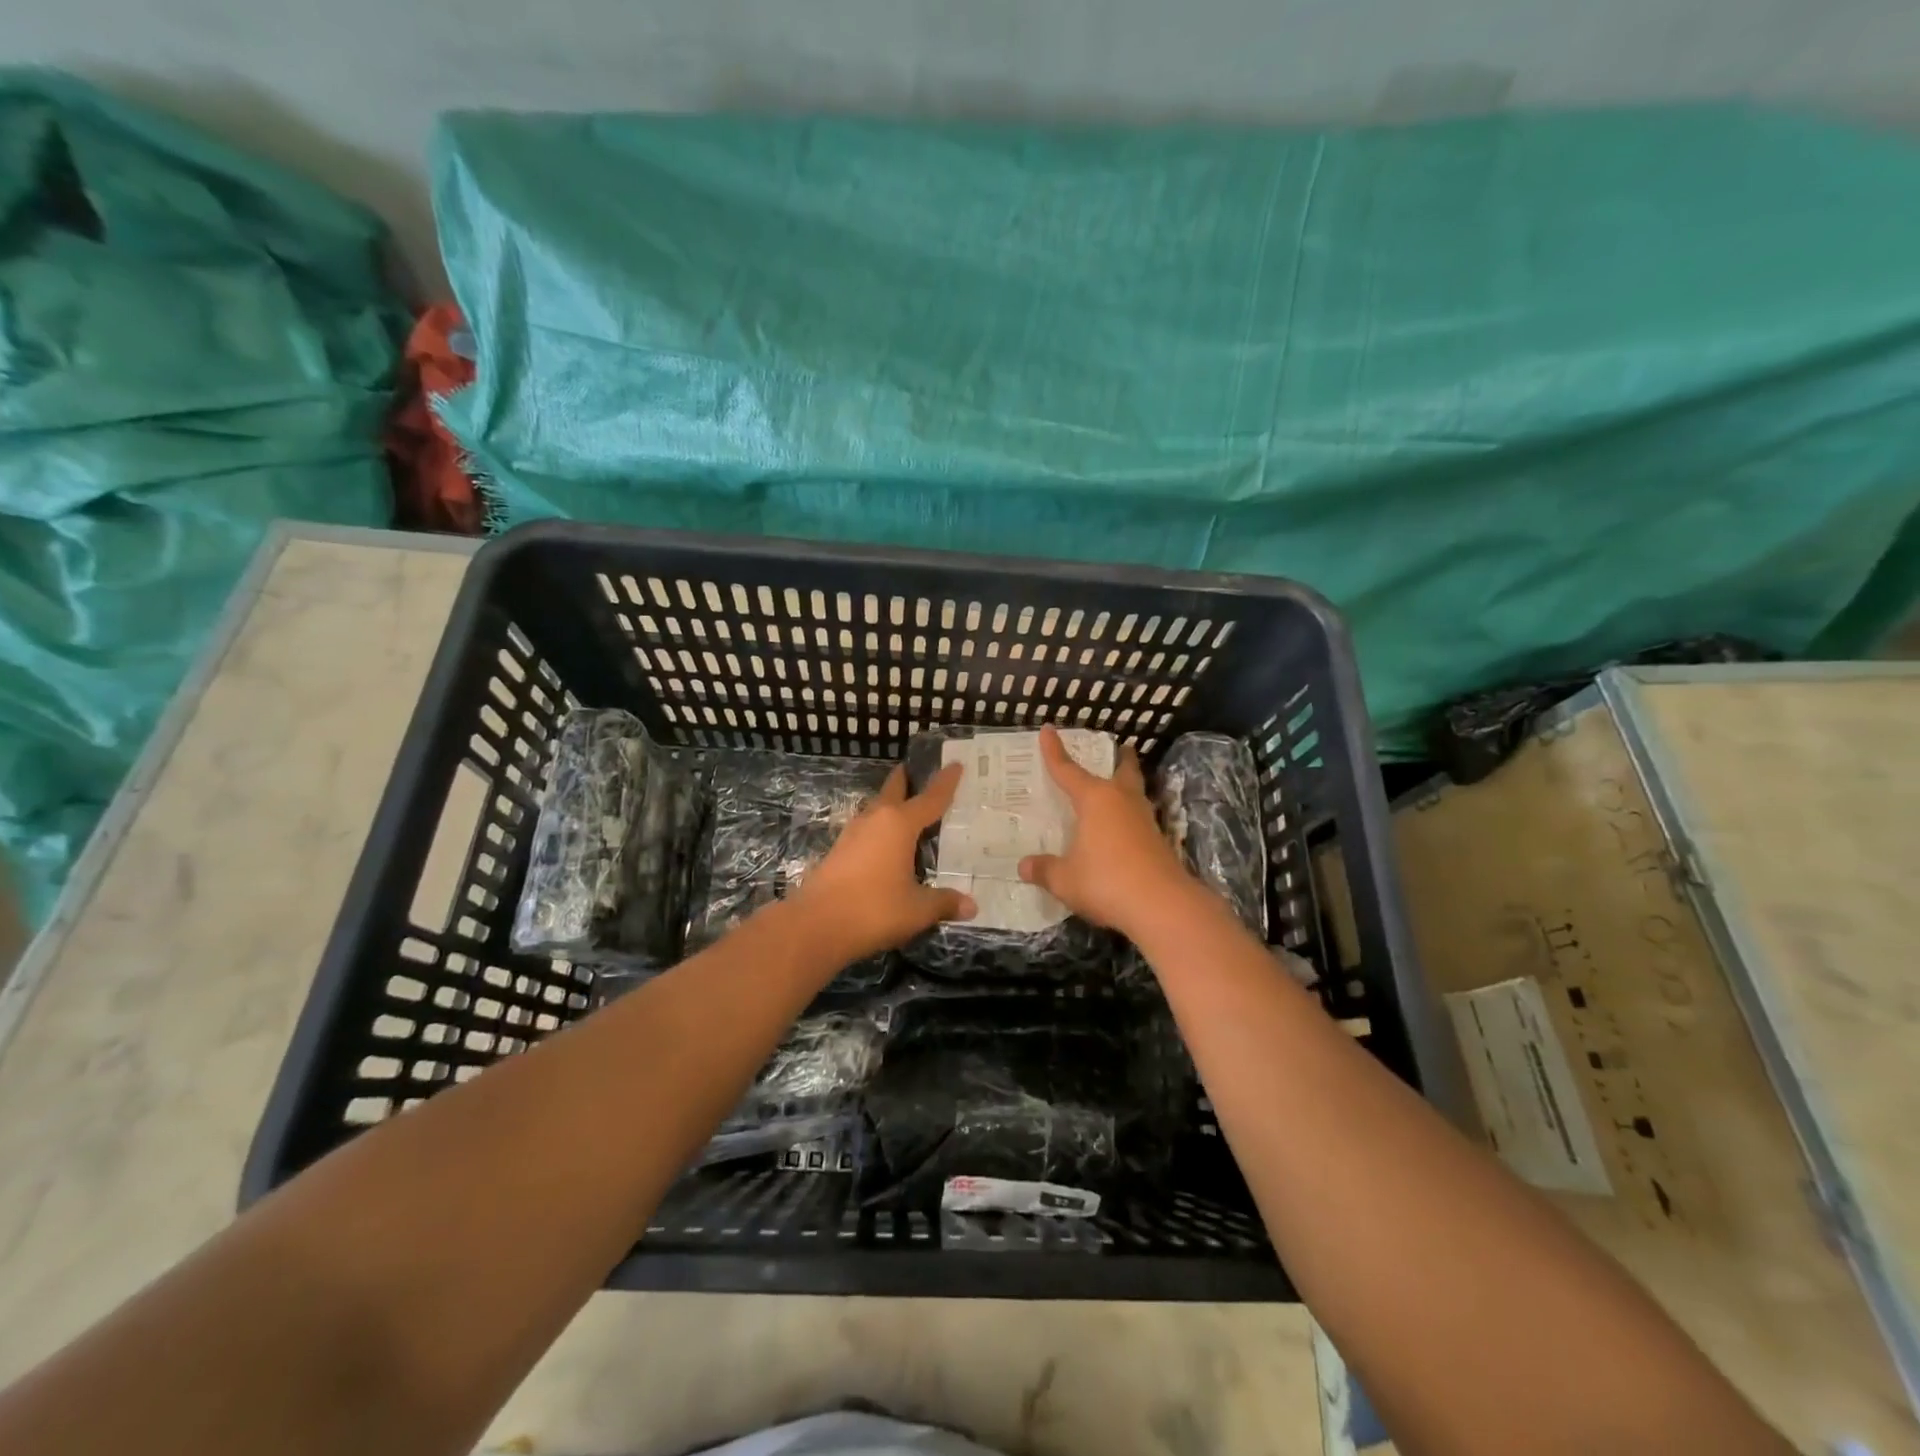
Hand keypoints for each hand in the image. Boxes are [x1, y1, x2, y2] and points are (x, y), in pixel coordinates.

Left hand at [789, 763, 976, 963]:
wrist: (816, 925)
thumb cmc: (874, 909)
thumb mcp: (917, 909)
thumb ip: (944, 903)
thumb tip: (971, 906)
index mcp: (899, 824)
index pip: (930, 798)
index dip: (945, 782)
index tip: (955, 764)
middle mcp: (875, 820)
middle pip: (893, 790)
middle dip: (906, 780)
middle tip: (921, 772)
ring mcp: (852, 834)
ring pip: (876, 809)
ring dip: (890, 805)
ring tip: (908, 811)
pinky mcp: (838, 852)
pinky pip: (867, 830)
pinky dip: (880, 829)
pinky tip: (886, 845)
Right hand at [1018, 726, 1195, 936]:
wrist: (1162, 906)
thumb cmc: (1106, 881)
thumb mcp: (1064, 879)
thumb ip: (1044, 870)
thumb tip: (1024, 866)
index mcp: (1095, 800)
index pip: (1068, 770)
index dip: (1055, 752)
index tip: (1048, 730)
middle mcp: (1121, 801)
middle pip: (1122, 770)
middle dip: (1118, 757)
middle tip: (1117, 747)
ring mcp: (1144, 820)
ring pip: (1135, 792)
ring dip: (1127, 784)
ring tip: (1117, 785)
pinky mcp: (1158, 841)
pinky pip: (1138, 817)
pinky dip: (1128, 814)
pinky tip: (1121, 828)